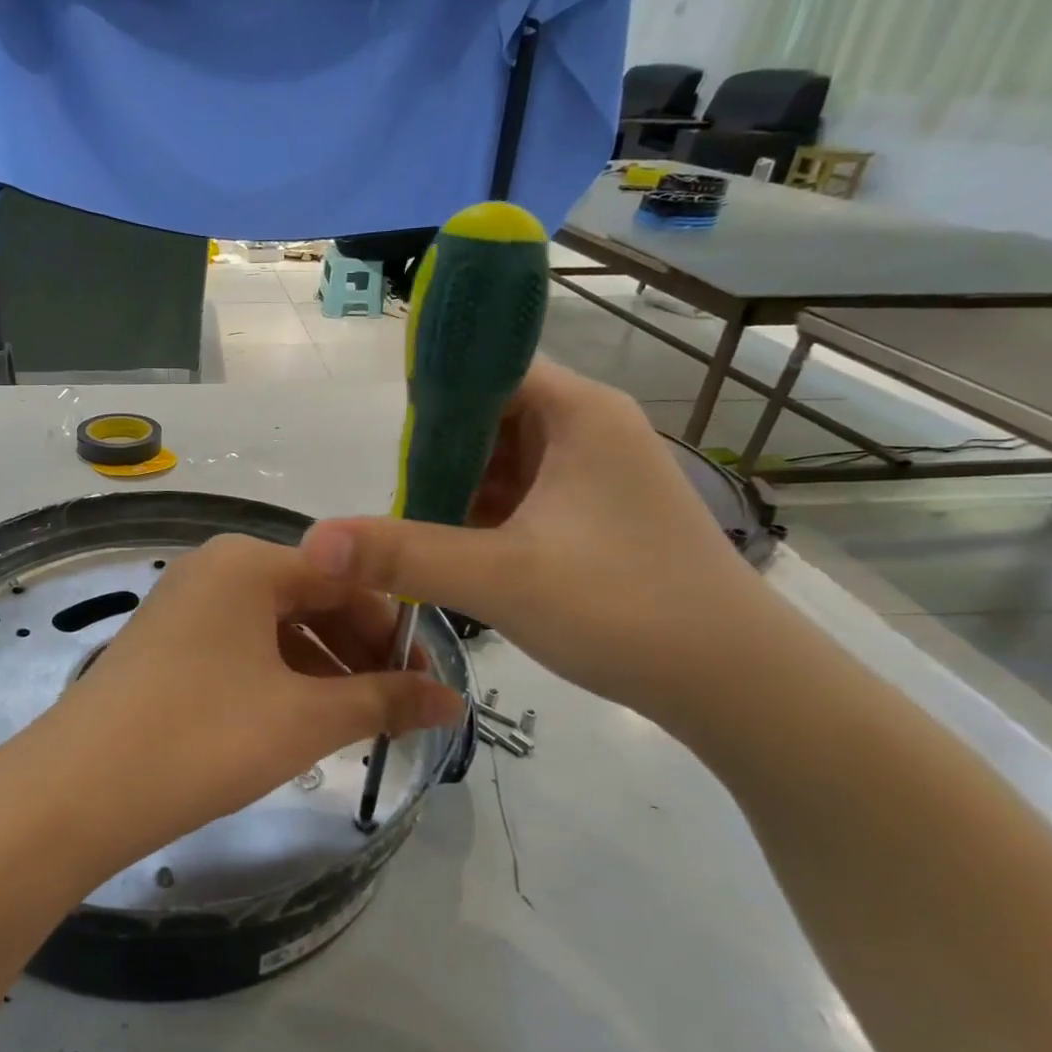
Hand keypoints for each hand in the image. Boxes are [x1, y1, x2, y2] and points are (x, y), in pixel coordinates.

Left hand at [24, 534, 463, 878]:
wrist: (78, 789)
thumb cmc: (204, 736)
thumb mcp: (305, 718)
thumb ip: (384, 702)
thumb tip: (454, 703)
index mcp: (250, 562)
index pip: (348, 579)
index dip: (395, 632)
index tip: (428, 685)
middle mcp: (215, 568)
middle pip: (311, 598)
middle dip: (358, 652)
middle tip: (396, 710)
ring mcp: (184, 604)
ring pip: (275, 626)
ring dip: (322, 668)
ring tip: (352, 723)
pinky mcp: (165, 642)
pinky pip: (241, 646)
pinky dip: (278, 676)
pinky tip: (296, 719)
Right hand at [300, 359, 776, 723]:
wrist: (736, 684)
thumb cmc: (624, 609)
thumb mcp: (499, 578)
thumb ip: (402, 555)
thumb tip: (315, 541)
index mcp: (578, 413)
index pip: (490, 367)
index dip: (435, 395)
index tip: (393, 447)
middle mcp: (591, 428)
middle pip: (492, 415)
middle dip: (441, 455)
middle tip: (402, 503)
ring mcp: (598, 473)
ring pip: (506, 460)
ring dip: (461, 490)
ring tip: (422, 532)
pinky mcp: (598, 514)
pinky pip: (525, 495)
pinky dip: (488, 516)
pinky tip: (461, 551)